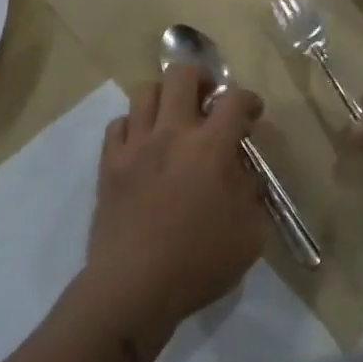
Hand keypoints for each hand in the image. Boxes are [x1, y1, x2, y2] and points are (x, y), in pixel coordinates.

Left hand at [84, 63, 268, 339]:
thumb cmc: (199, 263)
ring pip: (145, 90)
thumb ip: (253, 194)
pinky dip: (134, 125)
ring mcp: (136, 145)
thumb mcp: (250, 234)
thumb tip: (246, 174)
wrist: (134, 287)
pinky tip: (143, 144)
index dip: (249, 100)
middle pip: (182, 74)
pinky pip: (118, 124)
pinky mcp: (109, 163)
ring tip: (174, 117)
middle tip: (209, 100)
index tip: (252, 115)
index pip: (235, 99)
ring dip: (165, 97)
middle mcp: (173, 133)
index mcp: (211, 147)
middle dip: (201, 78)